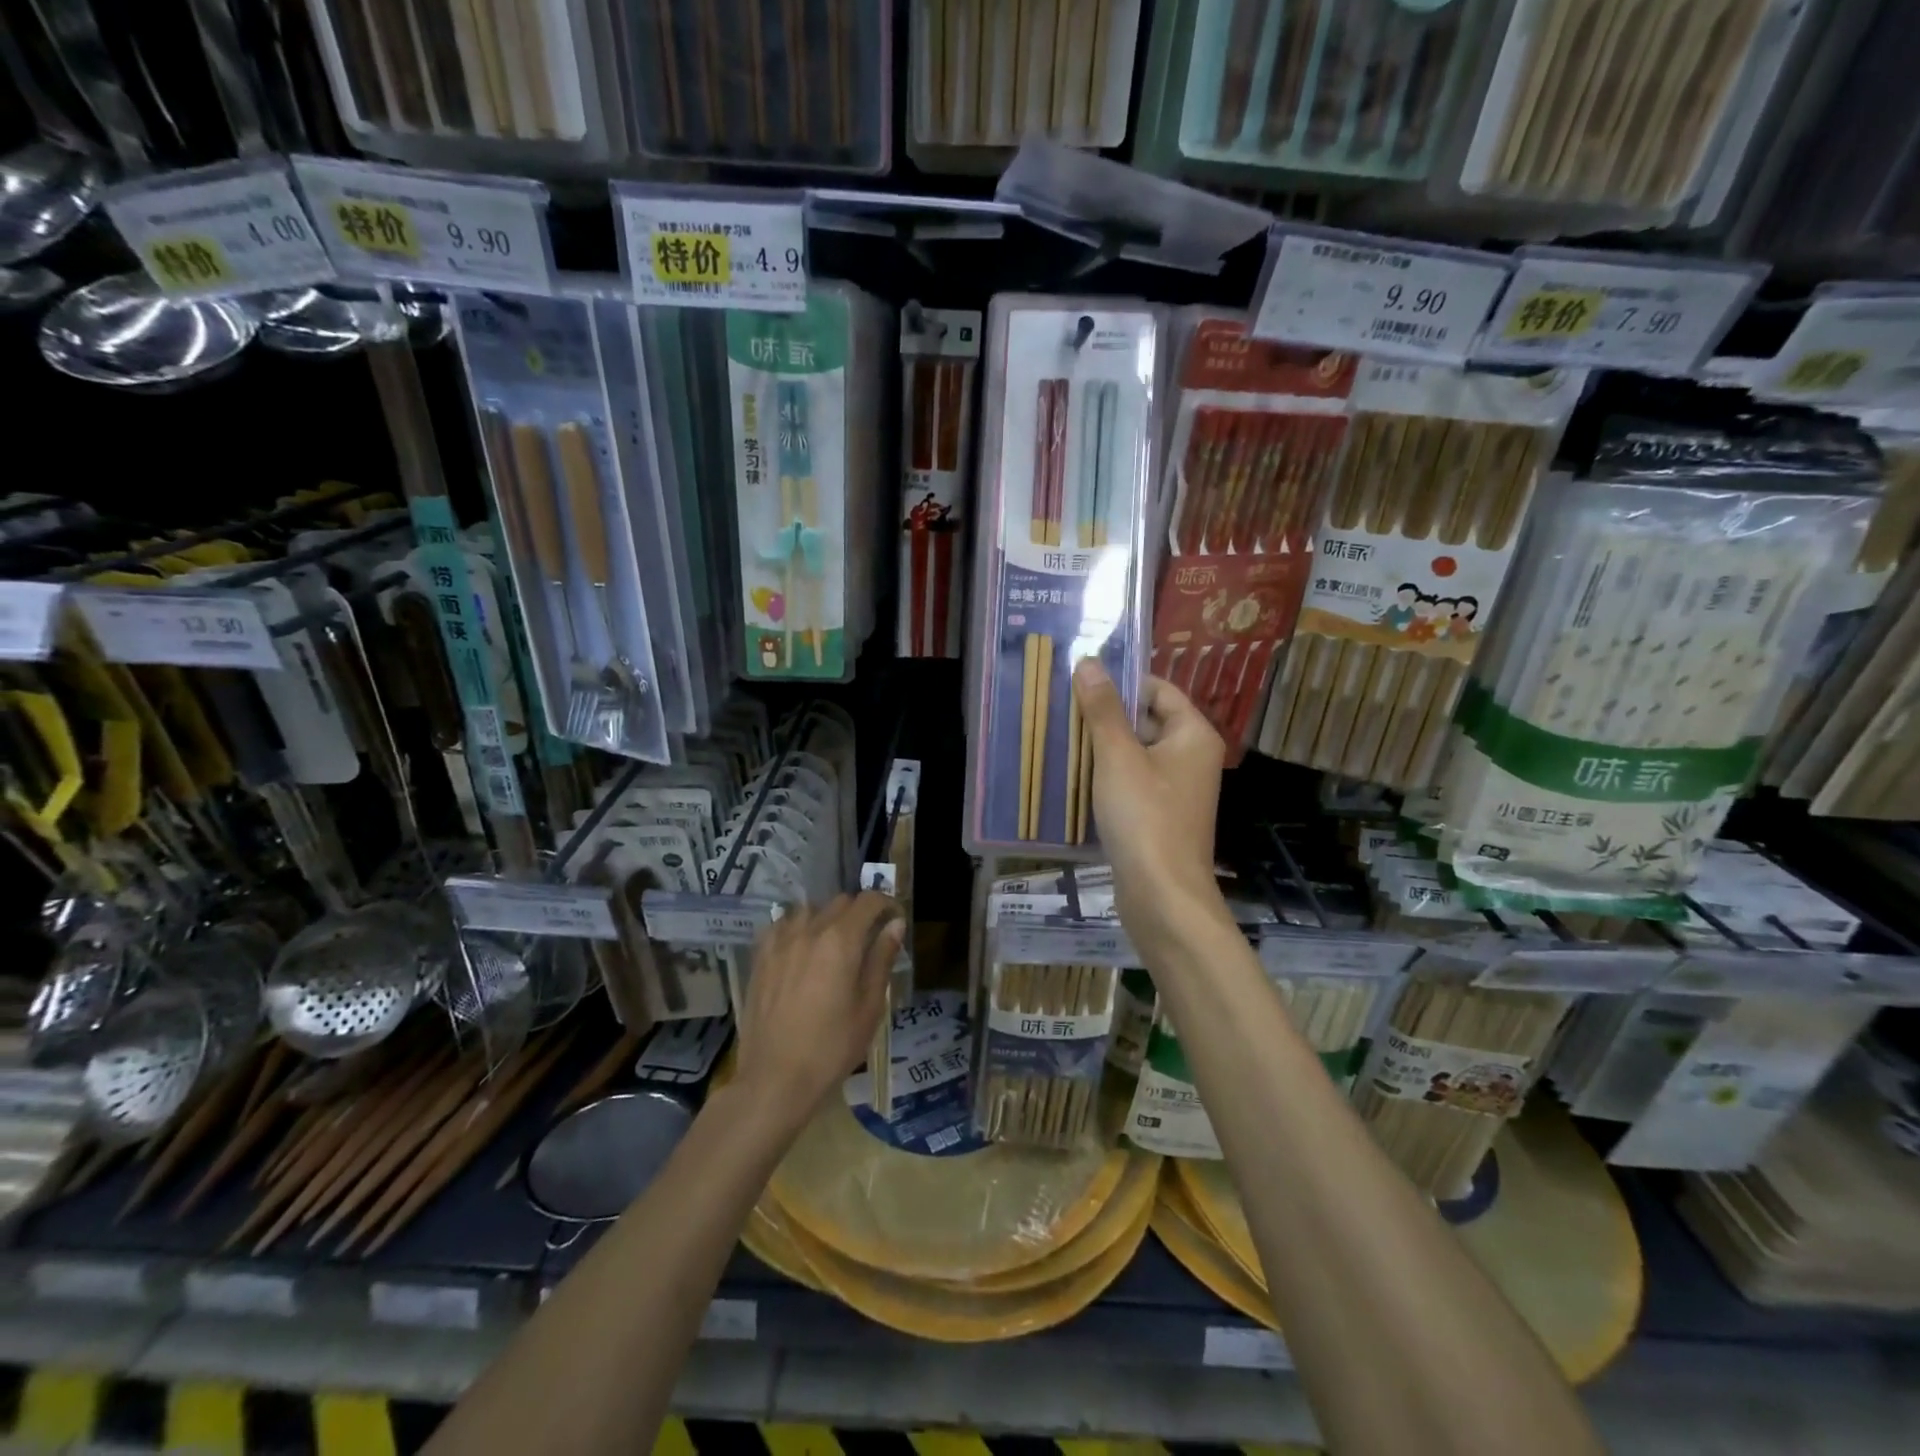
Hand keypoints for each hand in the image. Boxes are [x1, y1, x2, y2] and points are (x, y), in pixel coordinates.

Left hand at [735, 892, 904, 1120]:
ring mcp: (780, 942)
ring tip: (833, 944)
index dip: (886, 904)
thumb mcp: (869, 1007)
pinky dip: (797, 928)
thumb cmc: (832, 1047)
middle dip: (859, 912)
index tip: (894, 919)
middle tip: (868, 937)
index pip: (868, 901)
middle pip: (840, 902)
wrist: (775, 1078)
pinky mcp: (760, 957)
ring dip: (827, 918)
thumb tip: (895, 925)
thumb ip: (882, 959)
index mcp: (841, 940)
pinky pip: (781, 926)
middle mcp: (810, 930)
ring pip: (809, 910)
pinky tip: (800, 950)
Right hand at [1072, 659, 1228, 952]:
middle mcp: (1192, 757)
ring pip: (1136, 754)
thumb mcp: (1118, 757)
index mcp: (1193, 734)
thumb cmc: (1144, 817)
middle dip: (1106, 717)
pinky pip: (1133, 783)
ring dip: (1102, 748)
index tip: (1080, 683)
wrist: (1162, 895)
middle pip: (1146, 720)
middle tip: (1062, 711)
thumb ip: (1103, 710)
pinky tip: (1075, 780)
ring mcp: (1177, 789)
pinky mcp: (1161, 816)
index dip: (1121, 683)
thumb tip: (1089, 663)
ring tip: (1061, 741)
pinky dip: (1108, 778)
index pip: (1158, 689)